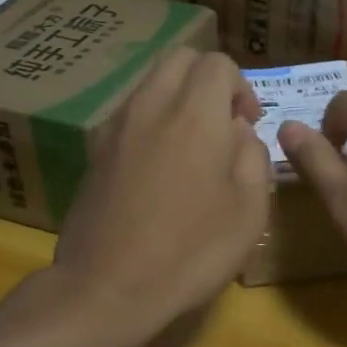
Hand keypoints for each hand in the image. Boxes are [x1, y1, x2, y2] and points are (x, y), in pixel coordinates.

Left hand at [53, 49, 270, 336]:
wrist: (107, 287)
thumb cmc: (191, 251)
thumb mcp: (249, 210)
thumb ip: (253, 156)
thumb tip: (238, 131)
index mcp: (194, 114)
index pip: (217, 63)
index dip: (241, 86)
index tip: (248, 125)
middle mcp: (150, 106)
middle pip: (178, 59)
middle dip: (207, 79)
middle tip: (222, 123)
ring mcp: (114, 127)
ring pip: (149, 84)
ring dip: (176, 99)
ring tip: (191, 148)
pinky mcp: (93, 152)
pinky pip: (129, 115)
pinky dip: (151, 122)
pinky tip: (158, 169)